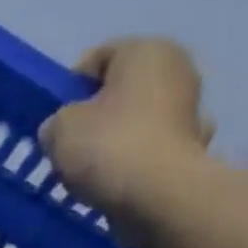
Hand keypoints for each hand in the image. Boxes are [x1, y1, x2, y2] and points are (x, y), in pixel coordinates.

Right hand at [38, 37, 213, 242]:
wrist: (158, 197)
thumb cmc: (108, 147)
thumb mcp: (59, 129)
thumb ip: (56, 123)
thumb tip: (61, 130)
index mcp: (147, 50)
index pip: (97, 58)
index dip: (69, 88)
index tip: (55, 119)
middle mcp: (177, 71)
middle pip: (120, 90)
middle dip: (95, 115)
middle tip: (69, 146)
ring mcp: (190, 112)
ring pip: (137, 122)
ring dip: (116, 140)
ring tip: (90, 171)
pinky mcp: (192, 150)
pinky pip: (149, 152)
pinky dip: (134, 164)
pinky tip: (116, 183)